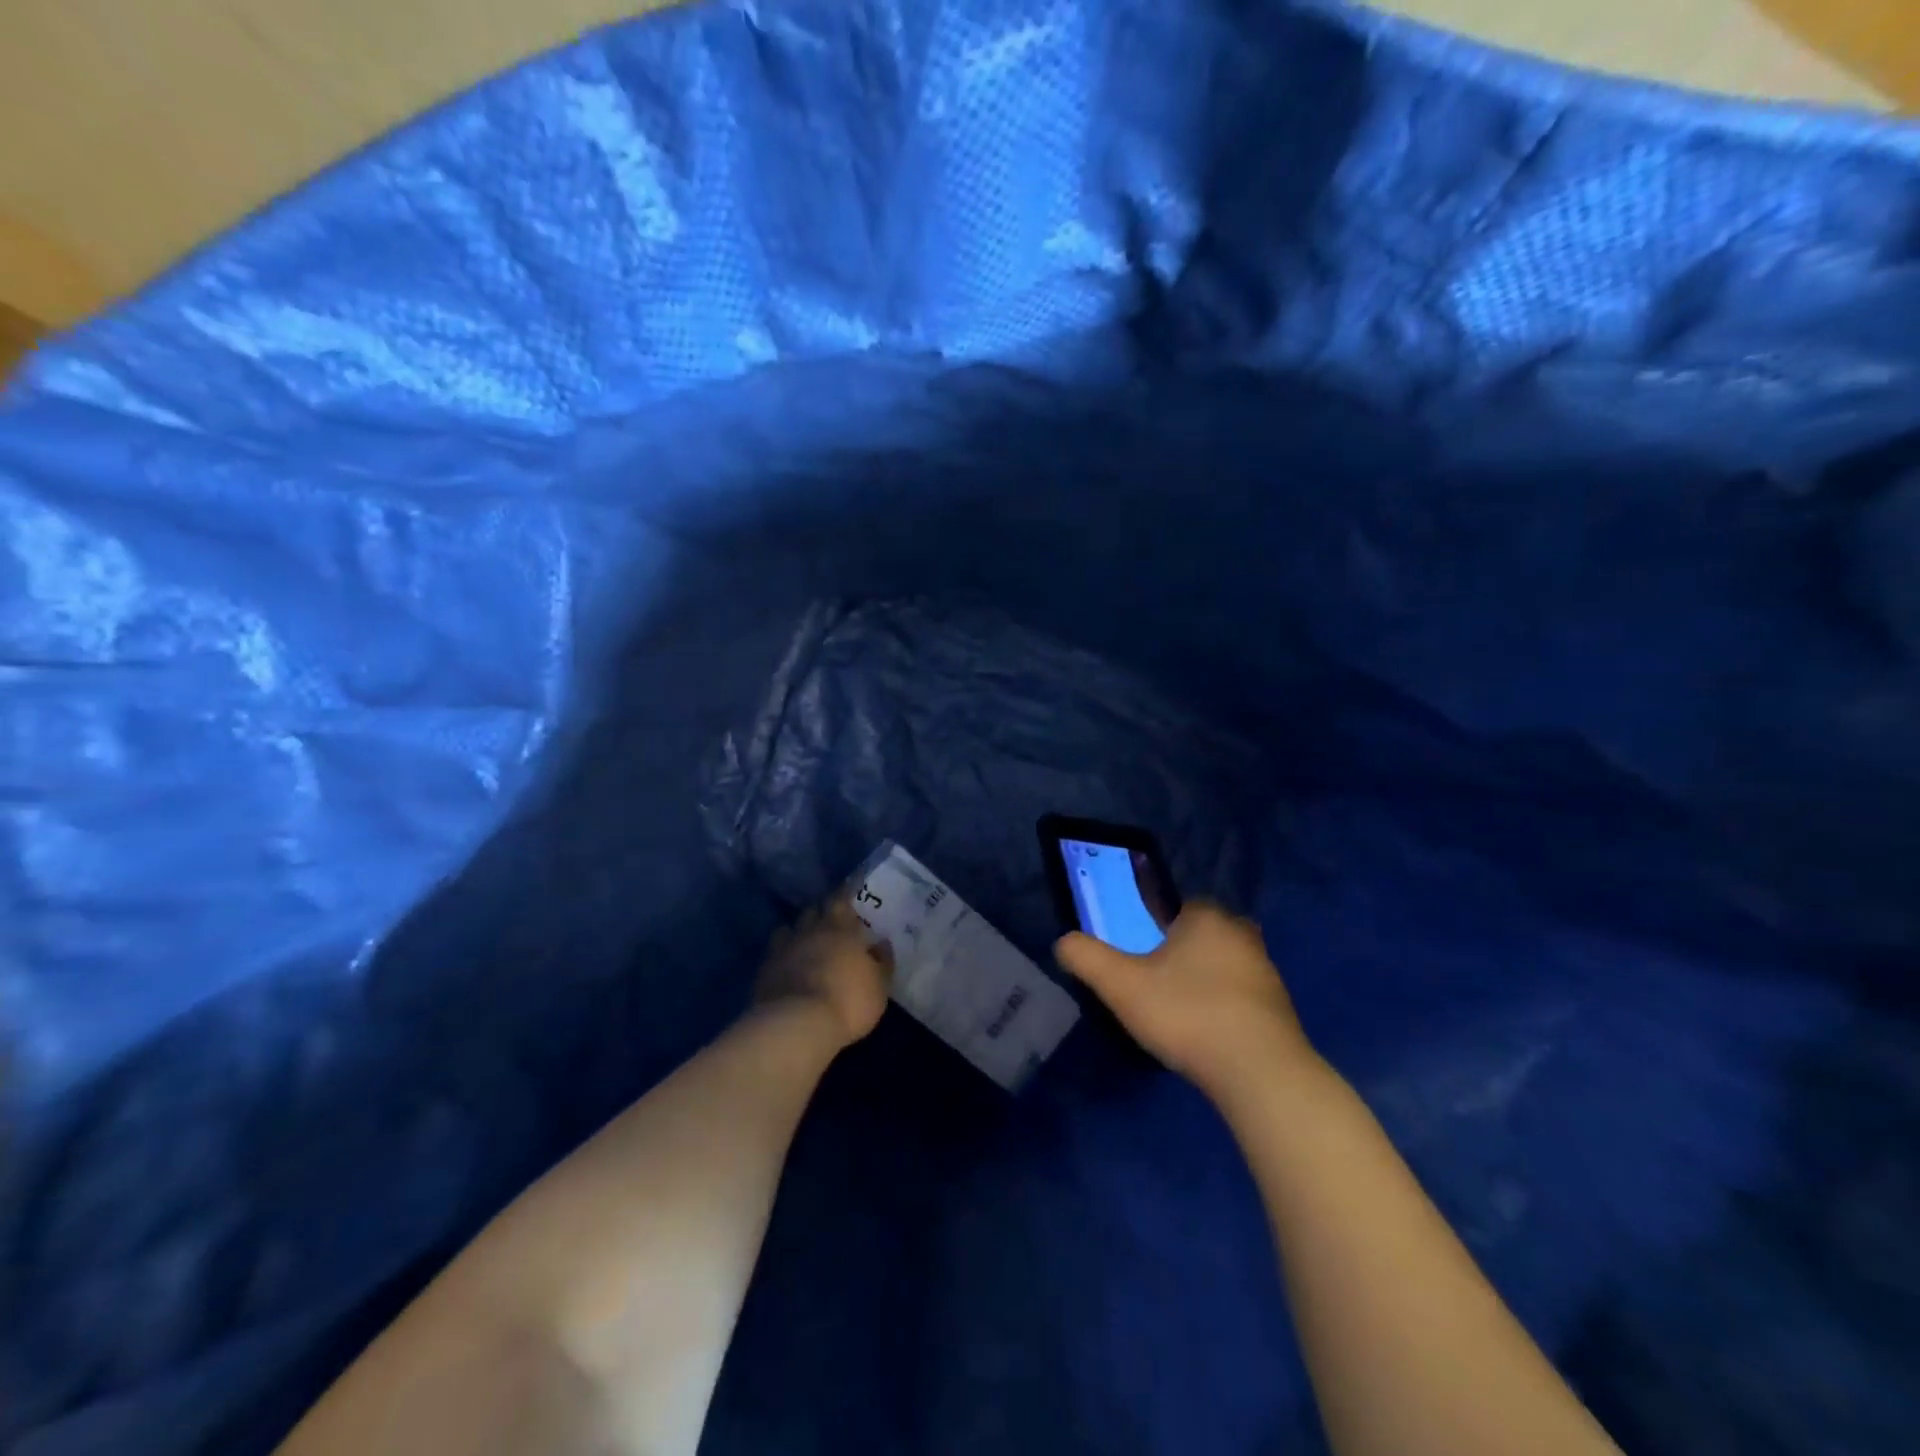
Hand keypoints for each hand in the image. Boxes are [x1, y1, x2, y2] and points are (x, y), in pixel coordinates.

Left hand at [755, 898, 892, 1046]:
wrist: (798, 1024)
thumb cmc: (848, 1000)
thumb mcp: (879, 985)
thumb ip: (882, 961)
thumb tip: (881, 942)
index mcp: (840, 928)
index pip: (841, 899)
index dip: (845, 892)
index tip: (849, 888)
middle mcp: (810, 930)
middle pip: (813, 910)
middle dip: (821, 912)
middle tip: (830, 919)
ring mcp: (783, 948)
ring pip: (789, 928)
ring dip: (798, 931)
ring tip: (805, 941)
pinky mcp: (764, 970)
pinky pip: (774, 953)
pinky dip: (781, 954)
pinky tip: (787, 964)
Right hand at [1055, 902, 1311, 1094]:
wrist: (1259, 1072)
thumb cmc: (1186, 1013)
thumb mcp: (1121, 985)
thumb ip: (1087, 957)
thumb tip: (1062, 942)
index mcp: (1206, 917)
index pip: (1181, 906)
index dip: (1160, 926)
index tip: (1144, 956)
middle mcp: (1241, 933)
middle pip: (1206, 934)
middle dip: (1186, 952)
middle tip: (1159, 983)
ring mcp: (1266, 970)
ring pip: (1227, 964)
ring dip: (1208, 980)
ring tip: (1182, 1012)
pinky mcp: (1281, 1008)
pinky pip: (1244, 996)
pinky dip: (1227, 1007)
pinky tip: (1210, 1034)